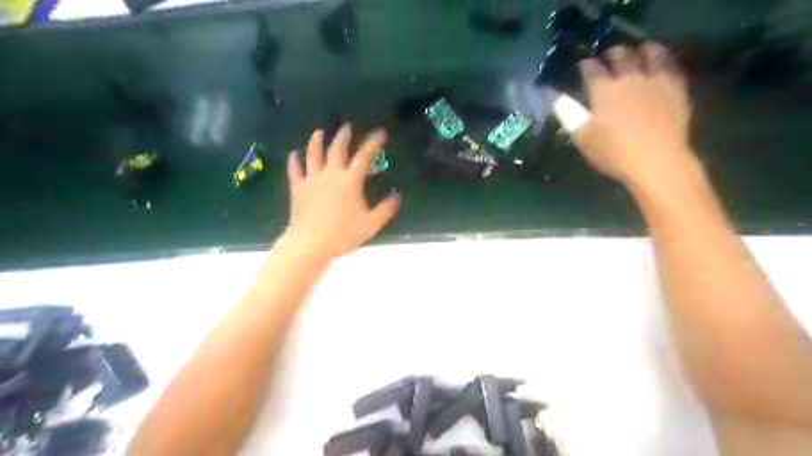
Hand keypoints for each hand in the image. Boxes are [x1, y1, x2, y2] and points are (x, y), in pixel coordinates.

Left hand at [283, 125, 402, 259]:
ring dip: (316, 141)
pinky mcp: (298, 188)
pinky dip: (294, 160)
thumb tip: (397, 196)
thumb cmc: (342, 235)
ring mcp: (312, 180)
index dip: (373, 143)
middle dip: (343, 136)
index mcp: (350, 181)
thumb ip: (386, 210)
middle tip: (347, 127)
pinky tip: (293, 154)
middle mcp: (331, 174)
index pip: (364, 156)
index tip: (380, 133)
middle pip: (337, 149)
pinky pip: (295, 170)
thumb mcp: (371, 225)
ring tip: (319, 133)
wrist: (310, 244)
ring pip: (313, 154)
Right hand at [573, 41, 694, 184]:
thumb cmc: (613, 152)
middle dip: (612, 53)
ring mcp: (656, 81)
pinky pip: (671, 65)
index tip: (583, 66)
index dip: (585, 65)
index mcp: (604, 90)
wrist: (656, 161)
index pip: (592, 69)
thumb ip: (567, 112)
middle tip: (608, 57)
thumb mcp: (582, 136)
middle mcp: (630, 78)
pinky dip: (663, 60)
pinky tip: (660, 65)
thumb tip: (553, 94)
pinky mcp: (676, 88)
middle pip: (621, 55)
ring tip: (637, 52)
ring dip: (641, 49)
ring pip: (650, 53)